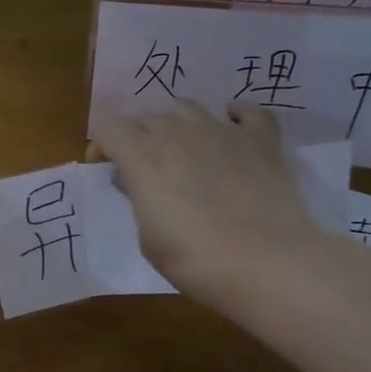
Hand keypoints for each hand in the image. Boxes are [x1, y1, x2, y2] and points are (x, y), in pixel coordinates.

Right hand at [96, 103, 325, 311]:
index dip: (102, 145)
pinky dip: (234, 117)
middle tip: (142, 167)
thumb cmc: (195, 259)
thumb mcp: (148, 237)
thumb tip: (139, 183)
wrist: (269, 264)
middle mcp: (180, 133)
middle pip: (147, 116)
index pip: (110, 128)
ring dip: (176, 123)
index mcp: (144, 156)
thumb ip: (140, 200)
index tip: (105, 168)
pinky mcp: (262, 140)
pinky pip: (247, 112)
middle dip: (137, 136)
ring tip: (181, 149)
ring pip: (188, 107)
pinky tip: (231, 131)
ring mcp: (224, 131)